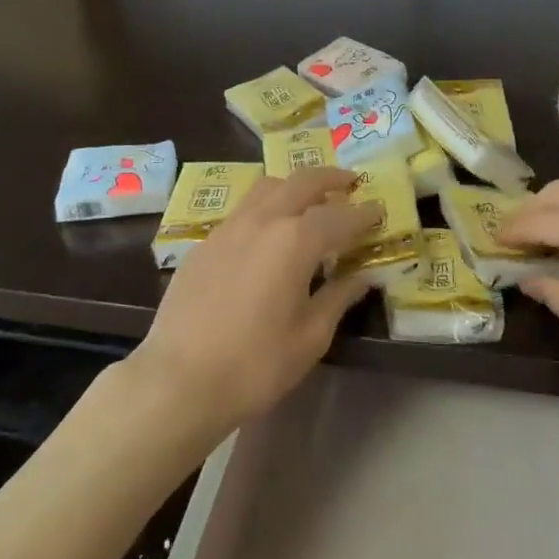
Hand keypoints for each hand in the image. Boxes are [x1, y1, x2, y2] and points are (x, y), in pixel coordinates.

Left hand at [130, 167, 380, 437]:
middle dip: (330, 179)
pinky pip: (243, 210)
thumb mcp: (309, 337)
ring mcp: (228, 228)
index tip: (380, 210)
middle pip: (301, 182)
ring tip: (310, 200)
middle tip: (350, 183)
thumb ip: (338, 298)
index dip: (364, 214)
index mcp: (295, 240)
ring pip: (267, 188)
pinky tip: (269, 232)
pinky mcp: (205, 243)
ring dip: (294, 186)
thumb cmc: (255, 365)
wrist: (179, 380)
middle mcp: (262, 220)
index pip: (339, 216)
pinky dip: (266, 207)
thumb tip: (362, 276)